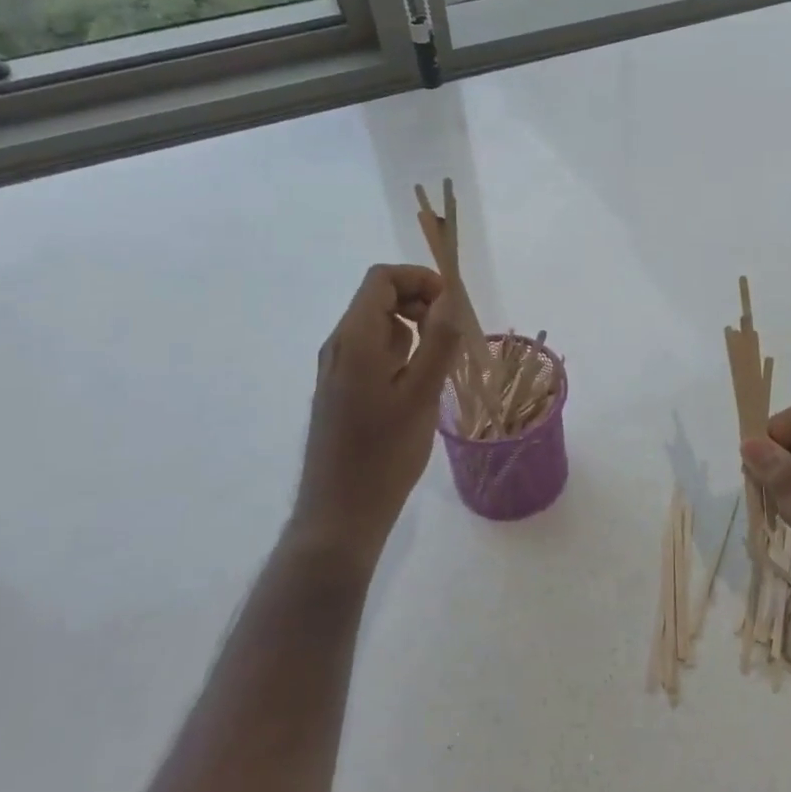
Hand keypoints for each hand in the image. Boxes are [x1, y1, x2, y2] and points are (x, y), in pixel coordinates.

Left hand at [295, 264, 461, 546]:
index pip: (382, 279)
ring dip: (414, 332)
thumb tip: (449, 298)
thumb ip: (438, 341)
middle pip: (379, 300)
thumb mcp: (421, 395)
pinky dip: (401, 355)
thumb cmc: (384, 454)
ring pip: (378, 329)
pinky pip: (373, 355)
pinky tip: (420, 387)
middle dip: (421, 305)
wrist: (341, 512)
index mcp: (354, 339)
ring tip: (443, 364)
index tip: (453, 304)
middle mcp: (339, 346)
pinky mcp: (341, 392)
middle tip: (453, 337)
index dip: (420, 280)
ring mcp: (337, 371)